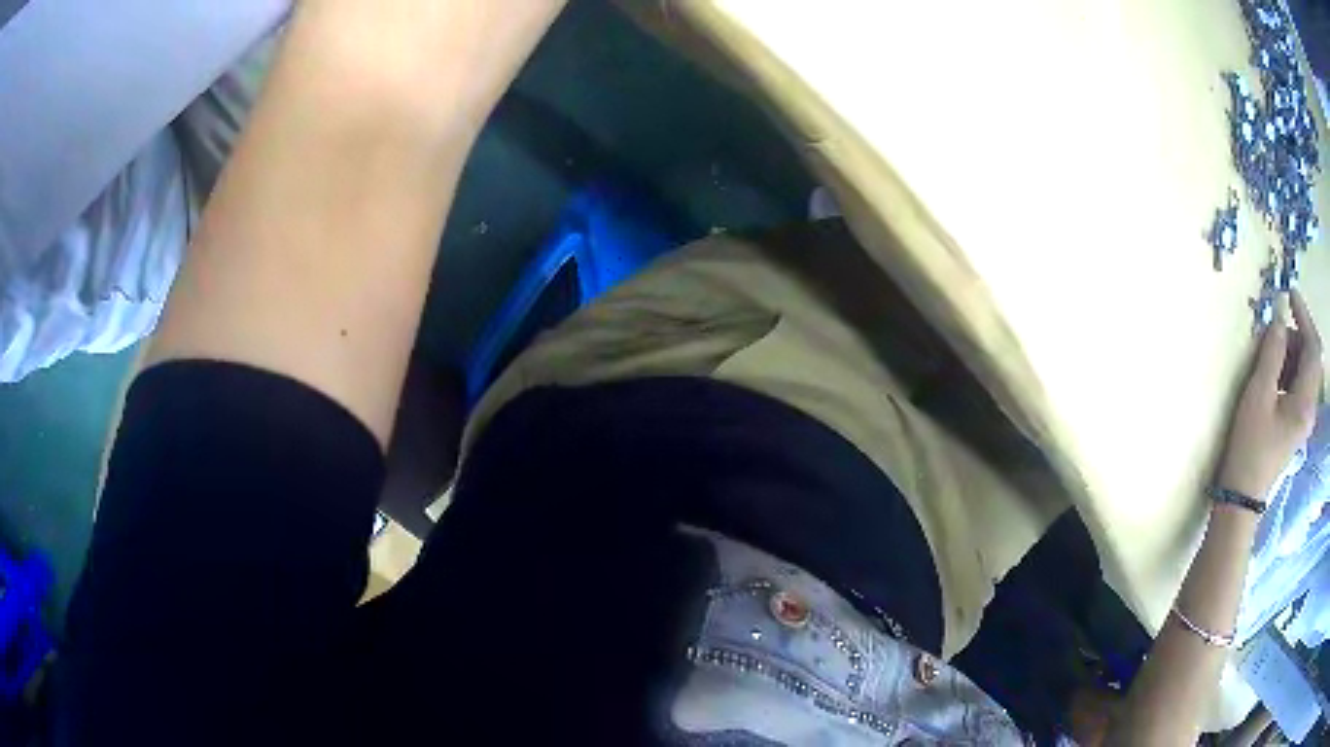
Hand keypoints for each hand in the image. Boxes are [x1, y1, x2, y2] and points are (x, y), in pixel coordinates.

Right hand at [1216, 291, 1323, 500]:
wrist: (1241, 497)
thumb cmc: (1250, 445)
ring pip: (1305, 371)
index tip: (1289, 294)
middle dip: (1296, 335)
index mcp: (1305, 402)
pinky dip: (1290, 370)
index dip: (1304, 316)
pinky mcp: (1296, 425)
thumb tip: (1279, 314)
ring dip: (1292, 353)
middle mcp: (1310, 409)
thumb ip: (1272, 351)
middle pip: (1311, 358)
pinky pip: (1299, 386)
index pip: (1313, 348)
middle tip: (1274, 331)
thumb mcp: (1259, 394)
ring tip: (1271, 353)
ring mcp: (1304, 419)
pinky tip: (1274, 374)